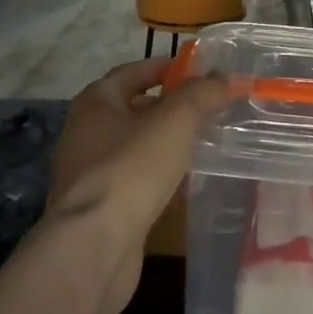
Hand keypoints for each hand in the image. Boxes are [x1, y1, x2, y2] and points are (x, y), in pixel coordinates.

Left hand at [40, 59, 228, 311]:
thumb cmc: (131, 170)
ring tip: (203, 142)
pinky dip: (158, 173)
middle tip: (208, 108)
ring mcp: (88, 172)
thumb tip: (227, 78)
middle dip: (170, 106)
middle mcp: (85, 132)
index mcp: (95, 102)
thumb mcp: (175, 121)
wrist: (93, 246)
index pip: (133, 71)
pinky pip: (134, 178)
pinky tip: (184, 182)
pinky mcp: (98, 206)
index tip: (200, 72)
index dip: (167, 67)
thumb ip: (202, 94)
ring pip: (135, 145)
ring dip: (166, 142)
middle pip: (133, 108)